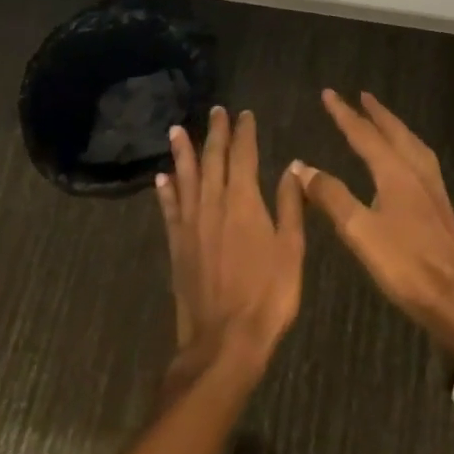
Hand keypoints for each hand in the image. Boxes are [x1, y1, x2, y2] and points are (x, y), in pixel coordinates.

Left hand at [157, 106, 305, 393]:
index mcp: (243, 201)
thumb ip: (290, 205)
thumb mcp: (291, 250)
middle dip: (216, 133)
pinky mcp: (177, 246)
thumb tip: (292, 167)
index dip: (244, 132)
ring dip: (183, 153)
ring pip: (185, 178)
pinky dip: (166, 191)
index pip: (243, 155)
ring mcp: (191, 224)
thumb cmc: (267, 296)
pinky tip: (161, 179)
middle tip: (216, 111)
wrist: (224, 342)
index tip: (244, 114)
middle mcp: (213, 204)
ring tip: (176, 130)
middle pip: (213, 159)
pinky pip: (169, 210)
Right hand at [294, 90, 453, 345]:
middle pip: (394, 132)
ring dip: (394, 127)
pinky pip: (421, 160)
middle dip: (375, 113)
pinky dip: (407, 147)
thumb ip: (332, 197)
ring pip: (412, 144)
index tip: (329, 93)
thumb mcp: (360, 232)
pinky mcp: (441, 206)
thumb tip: (302, 166)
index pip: (364, 134)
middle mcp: (416, 171)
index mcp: (395, 172)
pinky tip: (407, 164)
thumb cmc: (407, 265)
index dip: (344, 114)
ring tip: (384, 122)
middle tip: (362, 96)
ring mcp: (433, 188)